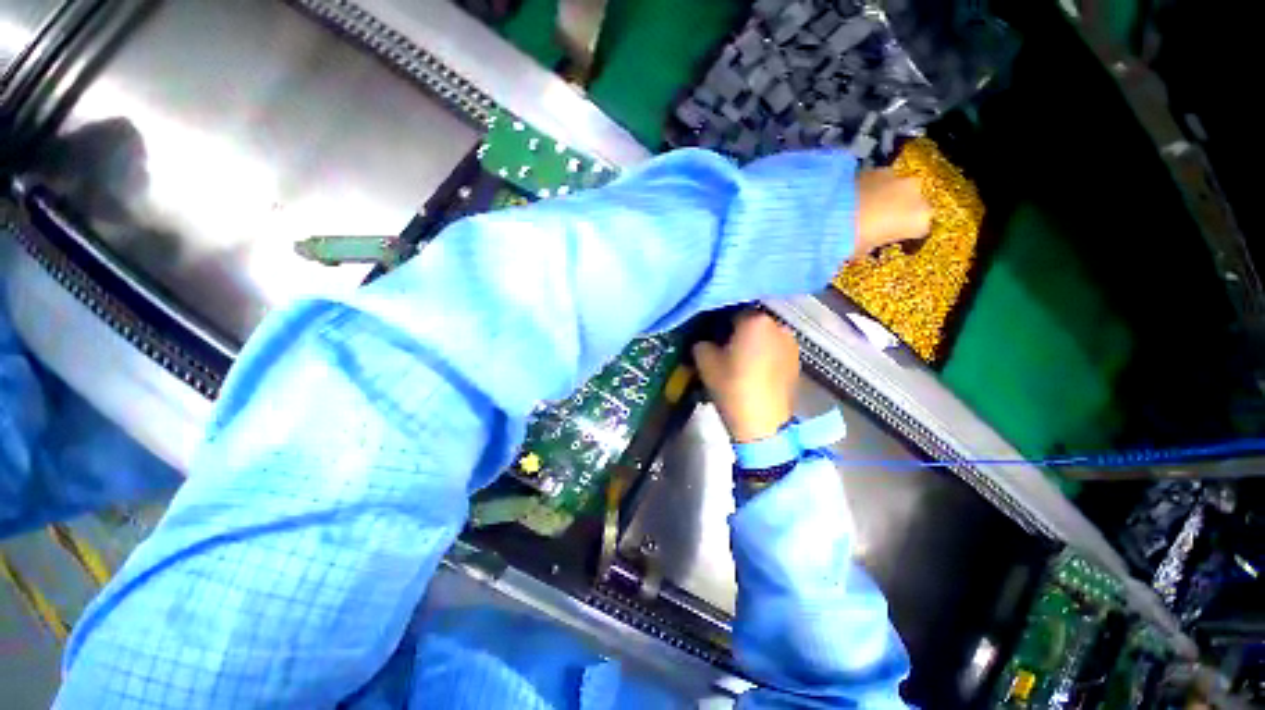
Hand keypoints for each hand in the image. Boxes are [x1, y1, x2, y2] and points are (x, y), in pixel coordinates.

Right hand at [692, 312, 799, 443]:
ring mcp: (791, 342)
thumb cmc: (732, 387)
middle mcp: (777, 324)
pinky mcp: (797, 359)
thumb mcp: (704, 361)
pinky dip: (765, 352)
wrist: (762, 422)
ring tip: (742, 361)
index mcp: (755, 320)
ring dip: (753, 341)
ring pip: (765, 334)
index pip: (731, 310)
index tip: (711, 335)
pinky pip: (776, 347)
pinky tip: (757, 370)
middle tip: (724, 348)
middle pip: (751, 321)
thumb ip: (702, 341)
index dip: (718, 322)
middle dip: (737, 330)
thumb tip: (706, 338)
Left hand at [854, 169, 931, 255]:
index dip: (904, 236)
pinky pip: (879, 181)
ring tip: (864, 210)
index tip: (890, 240)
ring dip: (886, 197)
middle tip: (878, 224)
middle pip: (912, 205)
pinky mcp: (876, 167)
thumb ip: (870, 247)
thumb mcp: (862, 251)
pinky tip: (855, 198)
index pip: (918, 229)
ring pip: (897, 189)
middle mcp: (915, 194)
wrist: (827, 213)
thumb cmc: (851, 239)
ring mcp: (897, 177)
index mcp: (919, 219)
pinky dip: (872, 188)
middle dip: (898, 213)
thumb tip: (864, 249)